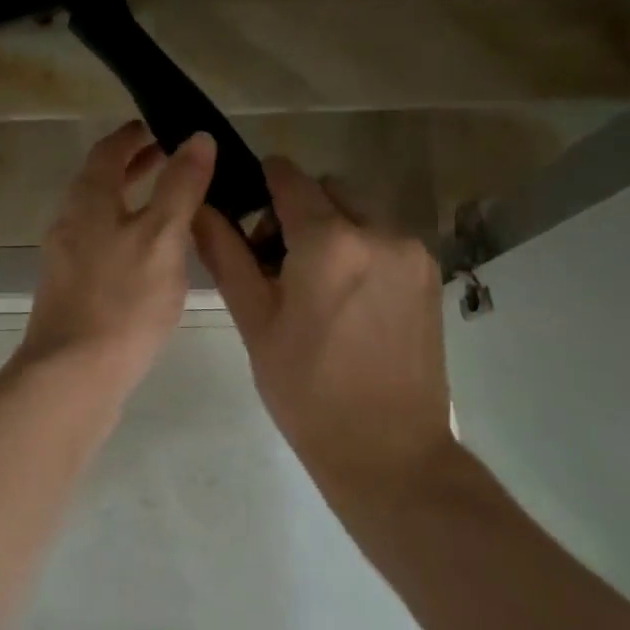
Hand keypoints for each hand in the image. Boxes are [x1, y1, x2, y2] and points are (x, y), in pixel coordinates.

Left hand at [17, 122, 216, 396]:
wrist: (72, 375)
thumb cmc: (122, 300)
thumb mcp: (162, 236)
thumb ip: (180, 186)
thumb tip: (197, 138)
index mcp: (88, 200)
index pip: (107, 151)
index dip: (132, 136)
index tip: (157, 127)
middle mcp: (69, 221)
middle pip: (100, 181)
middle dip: (134, 167)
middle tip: (170, 159)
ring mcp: (66, 258)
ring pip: (100, 215)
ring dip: (131, 201)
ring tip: (170, 207)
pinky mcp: (71, 290)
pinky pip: (100, 246)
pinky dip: (125, 234)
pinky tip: (152, 258)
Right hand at [193, 157, 454, 486]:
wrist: (388, 452)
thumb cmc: (306, 391)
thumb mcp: (255, 320)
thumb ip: (226, 254)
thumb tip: (199, 208)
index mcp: (330, 241)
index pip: (290, 177)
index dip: (262, 181)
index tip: (247, 208)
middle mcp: (379, 231)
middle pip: (327, 189)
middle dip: (298, 208)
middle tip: (276, 259)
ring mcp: (412, 252)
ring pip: (359, 210)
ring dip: (332, 226)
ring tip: (315, 281)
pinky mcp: (430, 273)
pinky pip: (385, 236)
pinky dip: (360, 246)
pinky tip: (347, 296)